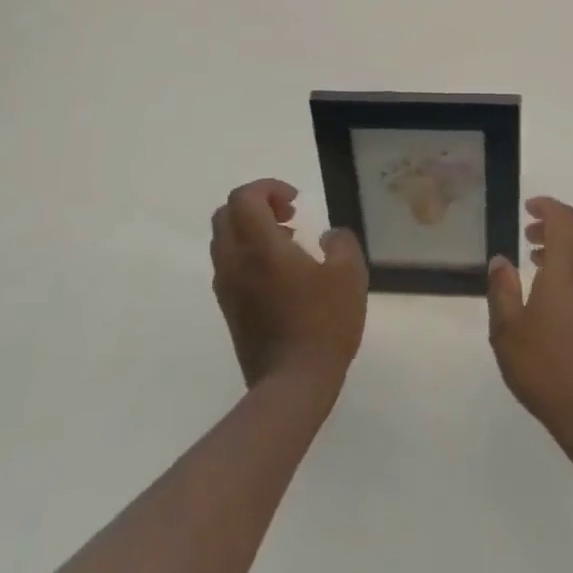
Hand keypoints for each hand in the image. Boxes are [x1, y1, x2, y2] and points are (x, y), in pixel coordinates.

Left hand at [211, 179, 366, 394]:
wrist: (292, 384)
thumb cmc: (323, 323)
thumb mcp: (349, 274)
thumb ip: (341, 242)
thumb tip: (328, 236)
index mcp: (260, 246)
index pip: (244, 197)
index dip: (268, 187)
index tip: (297, 201)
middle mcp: (235, 261)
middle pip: (226, 214)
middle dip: (256, 204)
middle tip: (289, 215)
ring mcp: (227, 287)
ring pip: (224, 240)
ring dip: (251, 229)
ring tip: (289, 242)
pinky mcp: (229, 308)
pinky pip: (229, 264)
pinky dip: (248, 253)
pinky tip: (281, 272)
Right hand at [487, 196, 572, 454]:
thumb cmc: (548, 369)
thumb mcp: (508, 332)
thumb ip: (502, 290)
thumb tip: (501, 260)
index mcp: (566, 269)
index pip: (564, 220)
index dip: (547, 207)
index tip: (528, 207)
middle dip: (555, 224)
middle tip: (529, 232)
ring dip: (564, 245)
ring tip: (536, 258)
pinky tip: (552, 292)